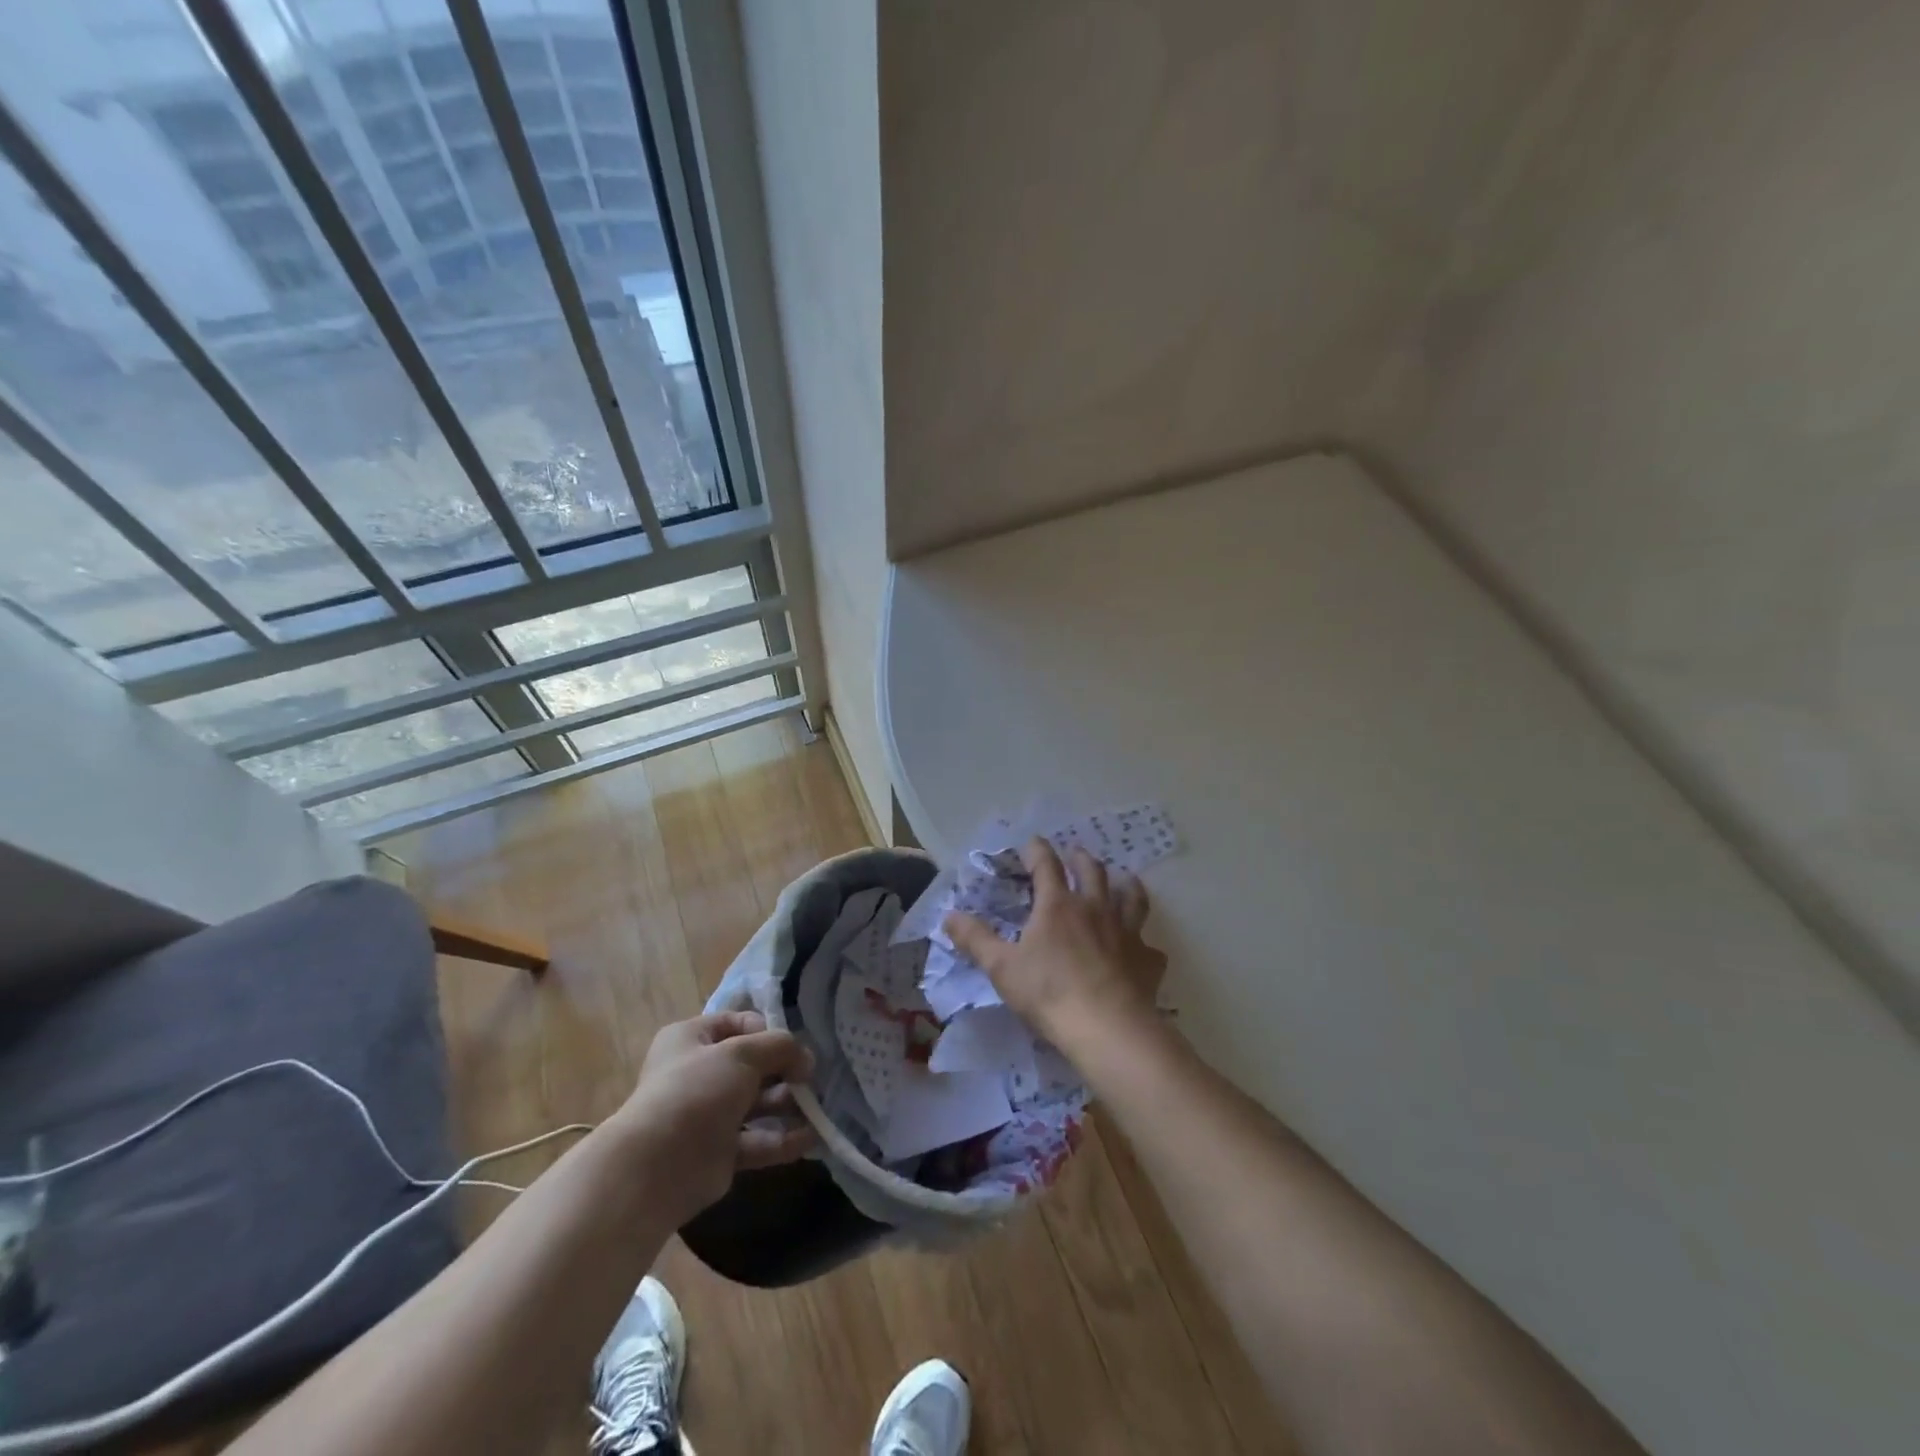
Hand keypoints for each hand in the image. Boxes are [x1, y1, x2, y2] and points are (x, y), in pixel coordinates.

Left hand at [611, 1010, 817, 1221]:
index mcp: (691, 1039)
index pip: (738, 1023)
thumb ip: (780, 1046)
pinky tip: (812, 1137)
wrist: (657, 1166)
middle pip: (752, 1065)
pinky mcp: (719, 1152)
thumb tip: (806, 1059)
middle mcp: (698, 1073)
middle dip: (785, 1069)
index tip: (790, 1044)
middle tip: (811, 1078)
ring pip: (758, 1103)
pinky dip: (784, 1139)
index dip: (767, 1030)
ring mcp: (709, 1115)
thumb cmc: (697, 1090)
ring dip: (789, 1103)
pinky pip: (758, 1140)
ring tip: (817, 1107)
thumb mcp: (743, 1053)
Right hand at [945, 837, 1167, 1052]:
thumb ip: (975, 939)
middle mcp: (1095, 908)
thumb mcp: (1001, 967)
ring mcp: (1126, 932)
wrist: (1107, 1028)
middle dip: (1080, 859)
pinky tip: (1141, 950)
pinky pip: (1149, 946)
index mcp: (1058, 905)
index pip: (1046, 864)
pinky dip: (1144, 944)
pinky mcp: (1146, 960)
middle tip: (1074, 856)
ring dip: (1125, 885)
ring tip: (1122, 881)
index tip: (1030, 844)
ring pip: (1131, 897)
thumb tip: (948, 915)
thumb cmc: (1048, 992)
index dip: (1037, 850)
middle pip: (1092, 871)